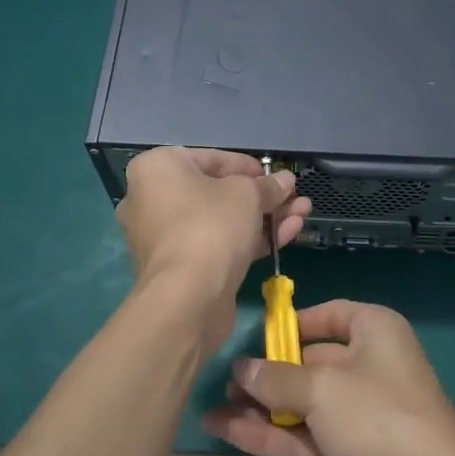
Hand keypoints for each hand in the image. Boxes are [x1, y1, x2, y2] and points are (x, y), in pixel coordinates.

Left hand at [115, 148, 310, 347]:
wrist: (187, 297)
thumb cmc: (211, 225)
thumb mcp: (248, 194)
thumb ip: (268, 185)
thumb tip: (285, 181)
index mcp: (157, 169)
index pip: (210, 159)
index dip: (248, 166)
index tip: (274, 176)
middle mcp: (152, 199)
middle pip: (218, 192)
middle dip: (262, 196)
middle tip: (294, 197)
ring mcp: (164, 237)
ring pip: (222, 221)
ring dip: (264, 217)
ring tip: (302, 214)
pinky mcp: (180, 268)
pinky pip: (218, 245)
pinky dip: (250, 239)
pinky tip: (288, 234)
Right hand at [202, 300, 454, 455]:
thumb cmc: (379, 419)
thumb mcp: (322, 388)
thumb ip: (276, 378)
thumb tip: (242, 369)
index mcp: (373, 330)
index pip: (326, 316)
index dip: (288, 325)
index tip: (250, 339)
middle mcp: (366, 364)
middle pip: (307, 360)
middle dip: (265, 371)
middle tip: (220, 381)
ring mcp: (356, 412)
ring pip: (299, 402)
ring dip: (259, 406)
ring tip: (210, 407)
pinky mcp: (346, 452)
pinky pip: (301, 434)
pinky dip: (268, 433)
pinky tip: (226, 431)